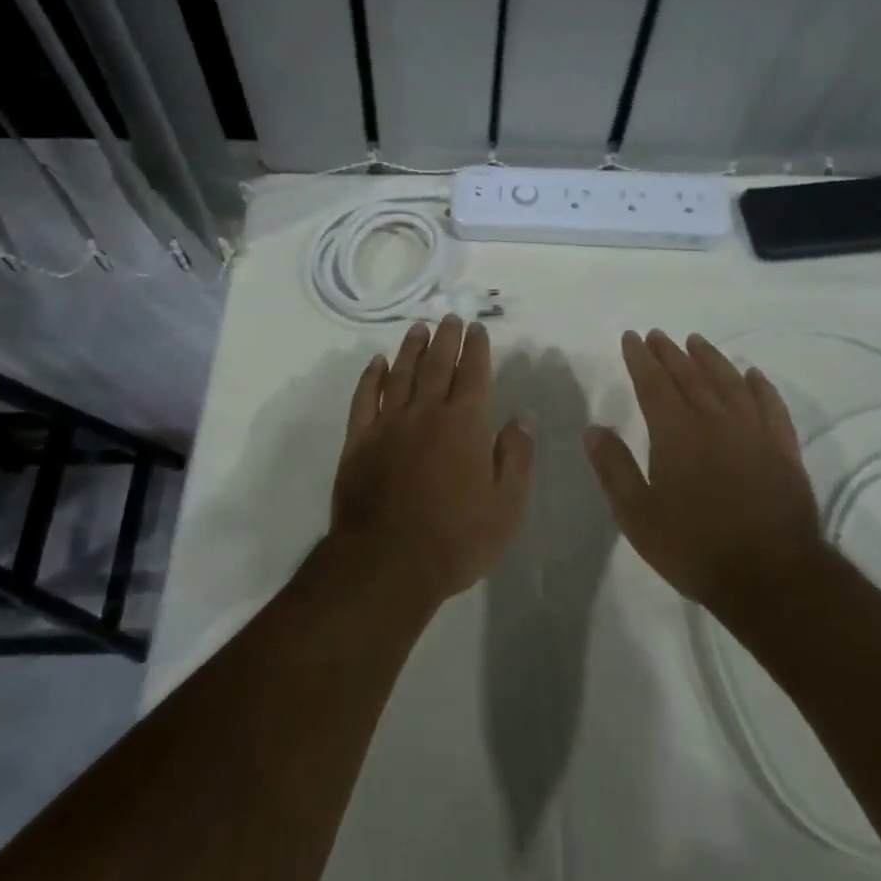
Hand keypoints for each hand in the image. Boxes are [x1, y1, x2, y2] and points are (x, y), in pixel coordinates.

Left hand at [330, 316, 534, 604]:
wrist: (386, 563)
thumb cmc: (456, 539)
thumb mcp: (506, 506)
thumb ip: (516, 457)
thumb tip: (522, 417)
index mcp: (464, 424)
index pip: (473, 374)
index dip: (477, 349)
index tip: (477, 329)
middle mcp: (425, 413)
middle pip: (437, 365)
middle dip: (446, 338)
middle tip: (450, 317)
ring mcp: (388, 424)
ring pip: (401, 374)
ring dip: (411, 348)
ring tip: (418, 328)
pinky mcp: (358, 441)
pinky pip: (365, 399)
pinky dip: (371, 377)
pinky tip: (377, 364)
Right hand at [585, 330, 822, 613]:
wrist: (772, 577)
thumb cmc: (695, 547)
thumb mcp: (638, 515)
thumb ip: (614, 468)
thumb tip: (593, 429)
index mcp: (677, 433)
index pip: (654, 383)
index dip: (641, 358)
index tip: (632, 337)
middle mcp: (715, 421)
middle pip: (690, 375)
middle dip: (670, 352)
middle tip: (658, 335)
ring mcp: (754, 432)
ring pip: (730, 382)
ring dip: (711, 359)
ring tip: (696, 341)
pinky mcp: (784, 450)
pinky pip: (771, 406)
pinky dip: (761, 386)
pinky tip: (753, 375)